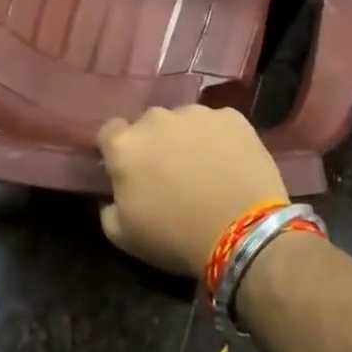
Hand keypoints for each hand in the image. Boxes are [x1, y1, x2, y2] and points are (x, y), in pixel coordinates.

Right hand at [96, 105, 287, 277]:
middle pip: (149, 125)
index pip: (110, 132)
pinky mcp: (232, 116)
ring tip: (206, 169)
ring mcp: (196, 113)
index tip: (130, 170)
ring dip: (188, 139)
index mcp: (126, 146)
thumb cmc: (177, 237)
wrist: (243, 232)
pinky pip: (218, 124)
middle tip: (170, 173)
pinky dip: (220, 138)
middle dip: (155, 144)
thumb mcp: (125, 237)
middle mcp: (156, 119)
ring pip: (184, 122)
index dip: (118, 150)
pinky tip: (231, 164)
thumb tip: (113, 197)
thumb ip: (108, 210)